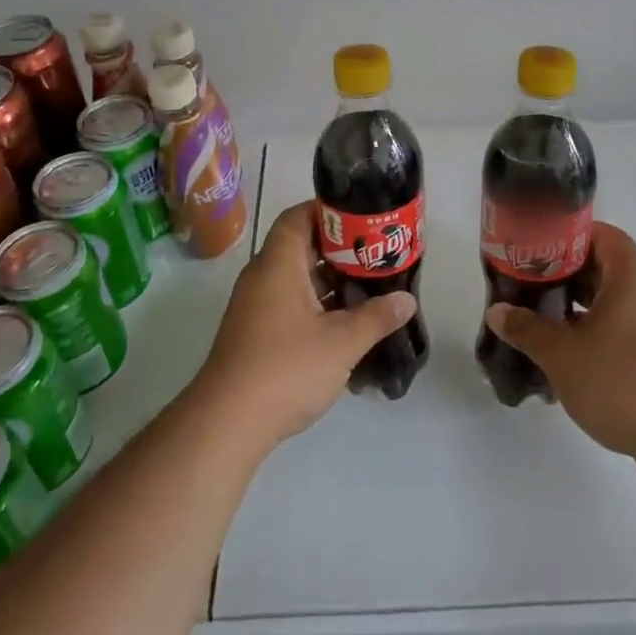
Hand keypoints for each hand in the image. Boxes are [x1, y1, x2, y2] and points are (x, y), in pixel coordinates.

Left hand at [196, 202, 415, 448]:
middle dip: (340, 252)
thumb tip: (407, 300)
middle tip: (377, 256)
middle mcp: (263, 277)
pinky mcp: (257, 333)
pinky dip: (318, 308)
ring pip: (298, 280)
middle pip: (301, 248)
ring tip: (371, 290)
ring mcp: (257, 307)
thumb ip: (376, 317)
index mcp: (278, 264)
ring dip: (332, 284)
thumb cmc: (286, 368)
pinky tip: (348, 328)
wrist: (228, 422)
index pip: (298, 217)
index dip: (329, 212)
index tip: (363, 219)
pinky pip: (291, 306)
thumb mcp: (341, 342)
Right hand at [483, 223, 635, 461]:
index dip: (570, 237)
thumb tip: (498, 312)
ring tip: (550, 326)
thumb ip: (527, 329)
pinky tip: (578, 360)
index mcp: (632, 278)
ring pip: (619, 302)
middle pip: (609, 268)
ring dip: (585, 309)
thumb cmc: (621, 383)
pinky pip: (632, 329)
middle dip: (570, 276)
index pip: (604, 235)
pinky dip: (604, 333)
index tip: (539, 251)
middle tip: (534, 288)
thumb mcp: (561, 354)